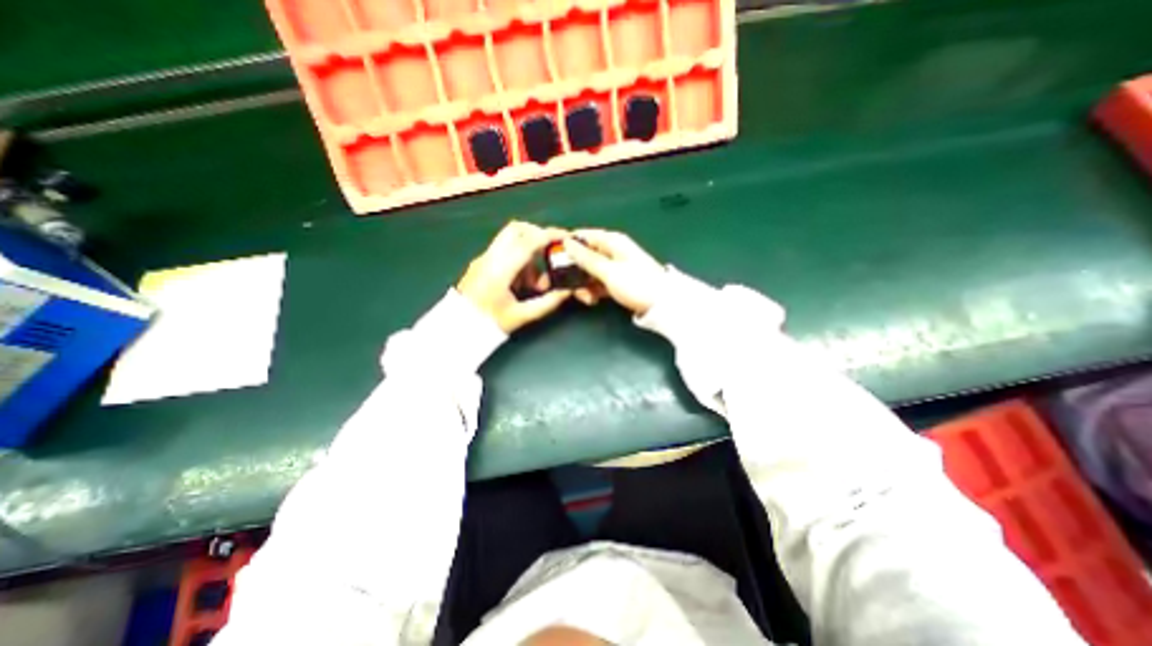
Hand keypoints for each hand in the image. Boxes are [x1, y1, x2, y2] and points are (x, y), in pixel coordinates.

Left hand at [455, 222, 571, 331]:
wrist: (457, 329)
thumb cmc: (490, 324)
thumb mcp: (522, 315)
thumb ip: (548, 302)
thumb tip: (568, 290)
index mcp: (500, 270)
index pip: (527, 242)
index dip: (549, 236)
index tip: (566, 237)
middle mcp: (490, 257)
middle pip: (516, 229)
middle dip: (537, 236)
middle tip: (550, 253)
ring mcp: (483, 258)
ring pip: (510, 240)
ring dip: (528, 253)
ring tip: (535, 283)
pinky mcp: (480, 263)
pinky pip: (504, 250)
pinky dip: (518, 259)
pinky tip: (521, 283)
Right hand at [560, 230, 661, 314]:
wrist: (662, 305)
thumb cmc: (635, 284)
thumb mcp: (609, 271)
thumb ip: (586, 258)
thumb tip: (567, 242)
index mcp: (613, 242)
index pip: (584, 236)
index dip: (568, 243)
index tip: (551, 255)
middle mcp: (613, 251)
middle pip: (585, 255)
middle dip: (574, 270)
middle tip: (564, 284)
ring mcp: (615, 267)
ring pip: (590, 271)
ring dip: (583, 284)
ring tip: (584, 298)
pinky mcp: (617, 281)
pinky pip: (599, 282)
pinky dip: (593, 290)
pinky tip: (592, 300)